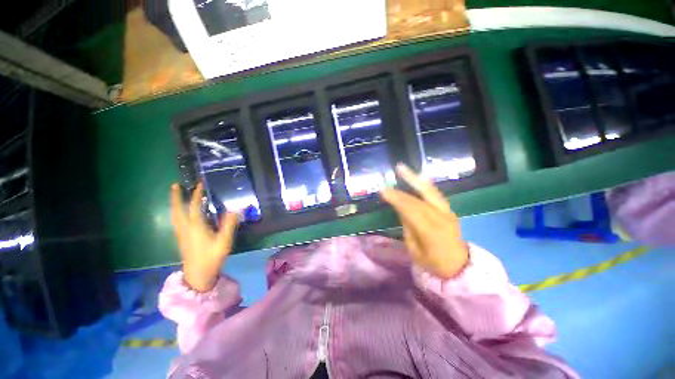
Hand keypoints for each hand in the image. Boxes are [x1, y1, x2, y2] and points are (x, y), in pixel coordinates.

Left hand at [171, 183, 238, 291]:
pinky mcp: (182, 239)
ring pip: (175, 216)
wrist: (198, 275)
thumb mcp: (224, 241)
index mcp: (195, 227)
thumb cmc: (212, 257)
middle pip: (177, 210)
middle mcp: (185, 228)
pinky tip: (181, 213)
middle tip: (175, 185)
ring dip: (175, 204)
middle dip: (176, 197)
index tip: (199, 184)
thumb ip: (230, 224)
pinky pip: (177, 221)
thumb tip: (237, 208)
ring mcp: (182, 234)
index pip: (194, 207)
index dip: (196, 195)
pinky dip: (177, 212)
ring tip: (176, 196)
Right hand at [380, 164, 468, 278]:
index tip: (382, 190)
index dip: (396, 198)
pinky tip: (419, 176)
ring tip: (402, 168)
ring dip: (415, 179)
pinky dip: (426, 184)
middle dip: (400, 189)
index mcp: (430, 232)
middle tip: (387, 180)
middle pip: (418, 199)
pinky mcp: (449, 210)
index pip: (410, 210)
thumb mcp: (414, 250)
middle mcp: (440, 218)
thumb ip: (407, 227)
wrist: (459, 267)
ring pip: (429, 191)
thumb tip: (400, 209)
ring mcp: (447, 212)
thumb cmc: (433, 263)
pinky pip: (436, 194)